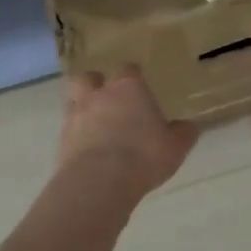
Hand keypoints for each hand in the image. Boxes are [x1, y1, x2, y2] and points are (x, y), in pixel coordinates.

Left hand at [58, 68, 197, 197]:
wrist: (99, 181)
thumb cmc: (144, 156)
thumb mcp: (176, 147)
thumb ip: (183, 133)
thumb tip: (189, 126)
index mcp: (128, 88)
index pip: (129, 69)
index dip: (133, 76)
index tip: (139, 84)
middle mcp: (99, 95)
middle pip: (90, 77)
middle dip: (97, 84)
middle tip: (108, 98)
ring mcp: (76, 115)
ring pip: (73, 100)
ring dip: (83, 108)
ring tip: (94, 124)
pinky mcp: (62, 139)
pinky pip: (68, 129)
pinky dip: (76, 135)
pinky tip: (86, 149)